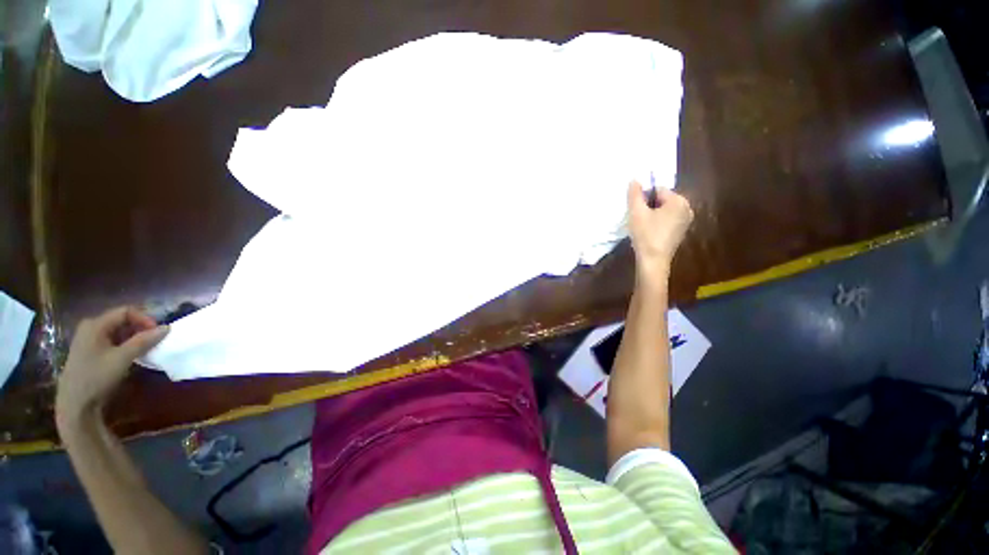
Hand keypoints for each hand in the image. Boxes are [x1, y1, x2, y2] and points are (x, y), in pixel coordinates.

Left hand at [55, 306, 168, 427]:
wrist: (76, 403)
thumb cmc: (97, 376)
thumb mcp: (122, 358)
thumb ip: (144, 341)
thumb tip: (167, 328)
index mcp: (96, 324)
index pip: (126, 311)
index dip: (144, 319)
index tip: (157, 332)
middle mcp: (91, 327)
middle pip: (121, 320)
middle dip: (139, 328)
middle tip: (153, 340)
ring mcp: (88, 339)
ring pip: (117, 331)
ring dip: (134, 337)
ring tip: (145, 348)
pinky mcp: (90, 351)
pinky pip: (112, 340)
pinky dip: (125, 344)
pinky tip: (131, 355)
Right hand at [627, 181, 693, 280]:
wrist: (653, 261)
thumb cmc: (646, 234)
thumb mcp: (636, 212)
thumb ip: (634, 194)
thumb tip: (634, 179)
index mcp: (679, 201)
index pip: (657, 190)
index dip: (643, 198)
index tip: (635, 210)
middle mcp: (687, 208)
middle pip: (661, 200)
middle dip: (648, 206)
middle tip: (637, 218)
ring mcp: (685, 221)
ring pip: (663, 211)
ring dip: (651, 215)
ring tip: (641, 226)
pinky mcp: (680, 232)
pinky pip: (667, 220)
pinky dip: (657, 223)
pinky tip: (648, 233)